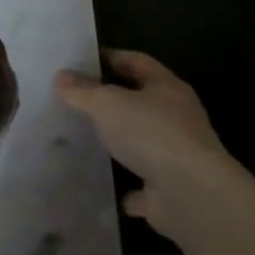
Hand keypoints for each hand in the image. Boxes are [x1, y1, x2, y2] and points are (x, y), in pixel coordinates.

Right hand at [55, 49, 246, 240]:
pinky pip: (141, 184)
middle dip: (108, 101)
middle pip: (138, 102)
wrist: (193, 196)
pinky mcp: (170, 190)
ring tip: (79, 138)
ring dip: (115, 142)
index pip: (136, 62)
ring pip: (140, 142)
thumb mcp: (106, 103)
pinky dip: (124, 184)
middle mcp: (177, 119)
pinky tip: (99, 181)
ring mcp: (176, 156)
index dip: (108, 57)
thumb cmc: (151, 134)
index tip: (78, 60)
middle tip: (72, 98)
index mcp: (167, 89)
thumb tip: (61, 76)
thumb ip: (81, 90)